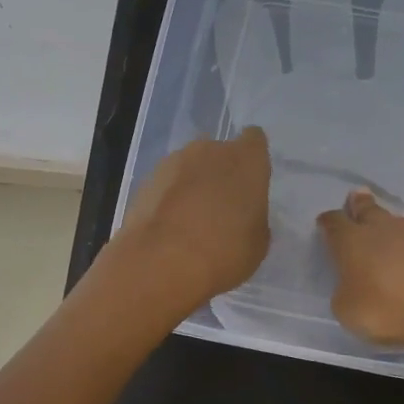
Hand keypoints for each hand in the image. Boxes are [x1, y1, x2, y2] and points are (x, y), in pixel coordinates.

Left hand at [115, 127, 271, 315]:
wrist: (161, 263)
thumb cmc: (224, 252)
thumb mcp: (257, 243)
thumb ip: (254, 218)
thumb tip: (244, 216)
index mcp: (246, 160)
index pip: (254, 140)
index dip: (253, 158)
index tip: (251, 180)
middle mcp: (210, 150)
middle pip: (219, 153)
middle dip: (221, 173)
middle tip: (223, 206)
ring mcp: (174, 162)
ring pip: (190, 166)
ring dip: (193, 184)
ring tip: (192, 220)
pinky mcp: (146, 180)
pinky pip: (167, 184)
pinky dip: (170, 198)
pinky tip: (170, 227)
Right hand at [315, 188, 403, 352]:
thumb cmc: (387, 307)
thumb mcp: (348, 311)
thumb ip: (346, 294)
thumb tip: (352, 286)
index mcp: (352, 241)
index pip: (335, 224)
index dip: (328, 222)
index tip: (324, 221)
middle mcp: (382, 230)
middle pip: (368, 211)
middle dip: (360, 205)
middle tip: (356, 195)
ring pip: (396, 223)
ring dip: (388, 225)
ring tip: (385, 225)